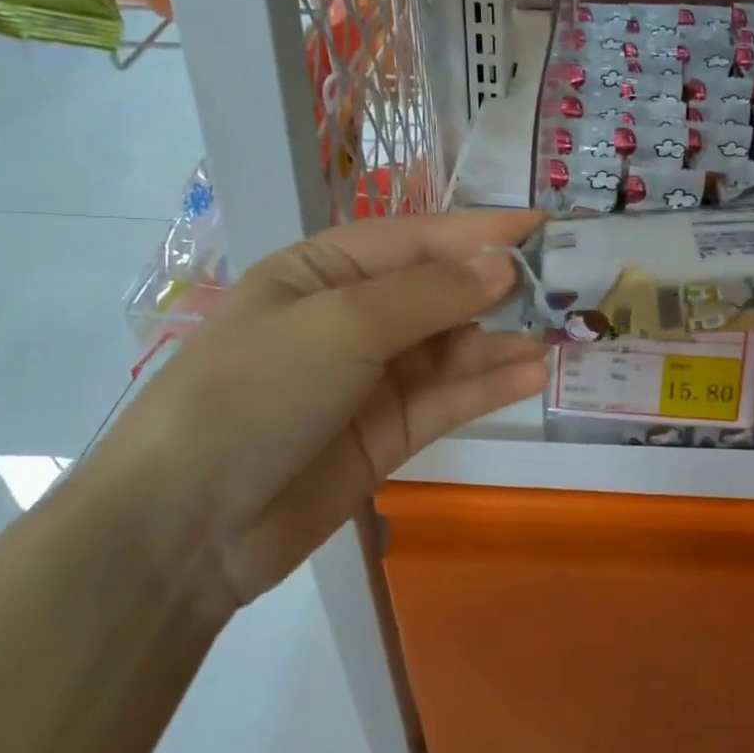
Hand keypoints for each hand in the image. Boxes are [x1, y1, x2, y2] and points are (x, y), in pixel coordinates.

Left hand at [75, 210, 548, 612]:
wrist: (186, 528)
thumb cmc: (253, 394)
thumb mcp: (339, 326)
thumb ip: (427, 295)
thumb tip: (504, 267)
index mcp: (323, 272)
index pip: (416, 240)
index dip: (479, 231)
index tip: (543, 224)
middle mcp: (352, 318)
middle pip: (439, 293)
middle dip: (498, 289)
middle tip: (567, 286)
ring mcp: (371, 379)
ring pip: (451, 349)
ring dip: (500, 340)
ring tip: (559, 335)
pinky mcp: (388, 433)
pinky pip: (447, 400)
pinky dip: (488, 386)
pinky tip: (531, 375)